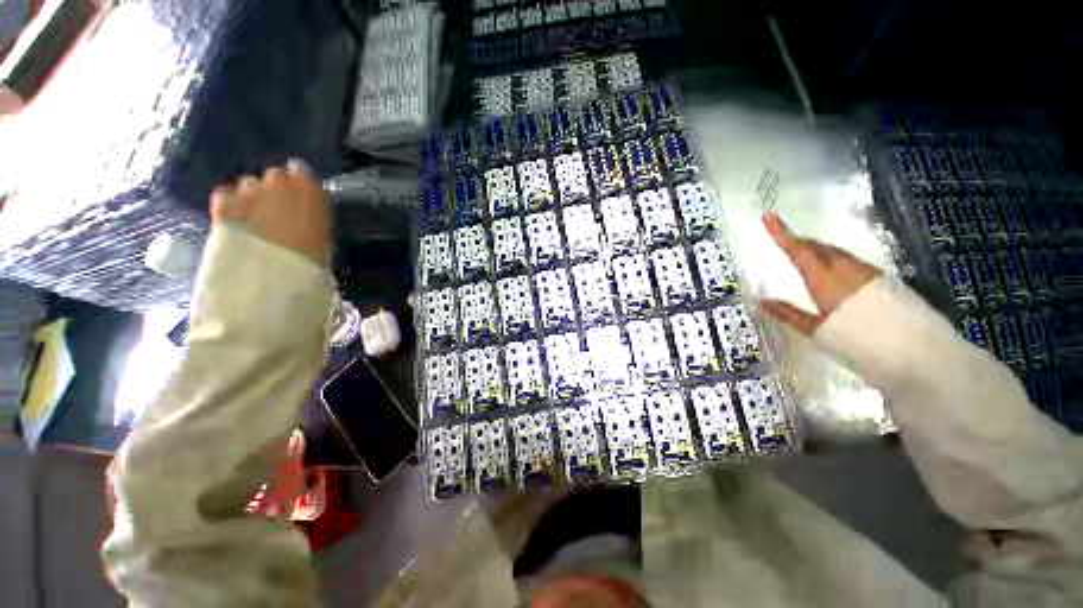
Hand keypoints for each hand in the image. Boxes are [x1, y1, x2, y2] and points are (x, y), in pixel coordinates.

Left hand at [210, 160, 331, 266]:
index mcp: (310, 189)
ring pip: (249, 185)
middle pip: (275, 177)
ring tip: (254, 221)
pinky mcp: (223, 201)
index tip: (301, 199)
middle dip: (276, 191)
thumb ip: (315, 217)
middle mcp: (279, 181)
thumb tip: (307, 215)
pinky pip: (226, 195)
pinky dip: (230, 204)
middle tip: (278, 212)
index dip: (300, 185)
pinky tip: (235, 221)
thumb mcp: (324, 237)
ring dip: (253, 198)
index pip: (302, 172)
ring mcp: (248, 188)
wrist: (272, 273)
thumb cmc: (311, 259)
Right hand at [759, 213, 880, 334]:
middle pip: (818, 248)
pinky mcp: (883, 279)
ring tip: (804, 256)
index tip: (768, 216)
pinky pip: (850, 261)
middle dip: (799, 242)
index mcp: (825, 280)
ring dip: (817, 251)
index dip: (781, 233)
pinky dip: (834, 260)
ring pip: (835, 253)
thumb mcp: (818, 331)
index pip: (798, 250)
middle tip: (784, 241)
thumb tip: (762, 301)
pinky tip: (832, 273)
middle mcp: (846, 269)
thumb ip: (789, 314)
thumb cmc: (859, 341)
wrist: (916, 351)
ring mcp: (867, 272)